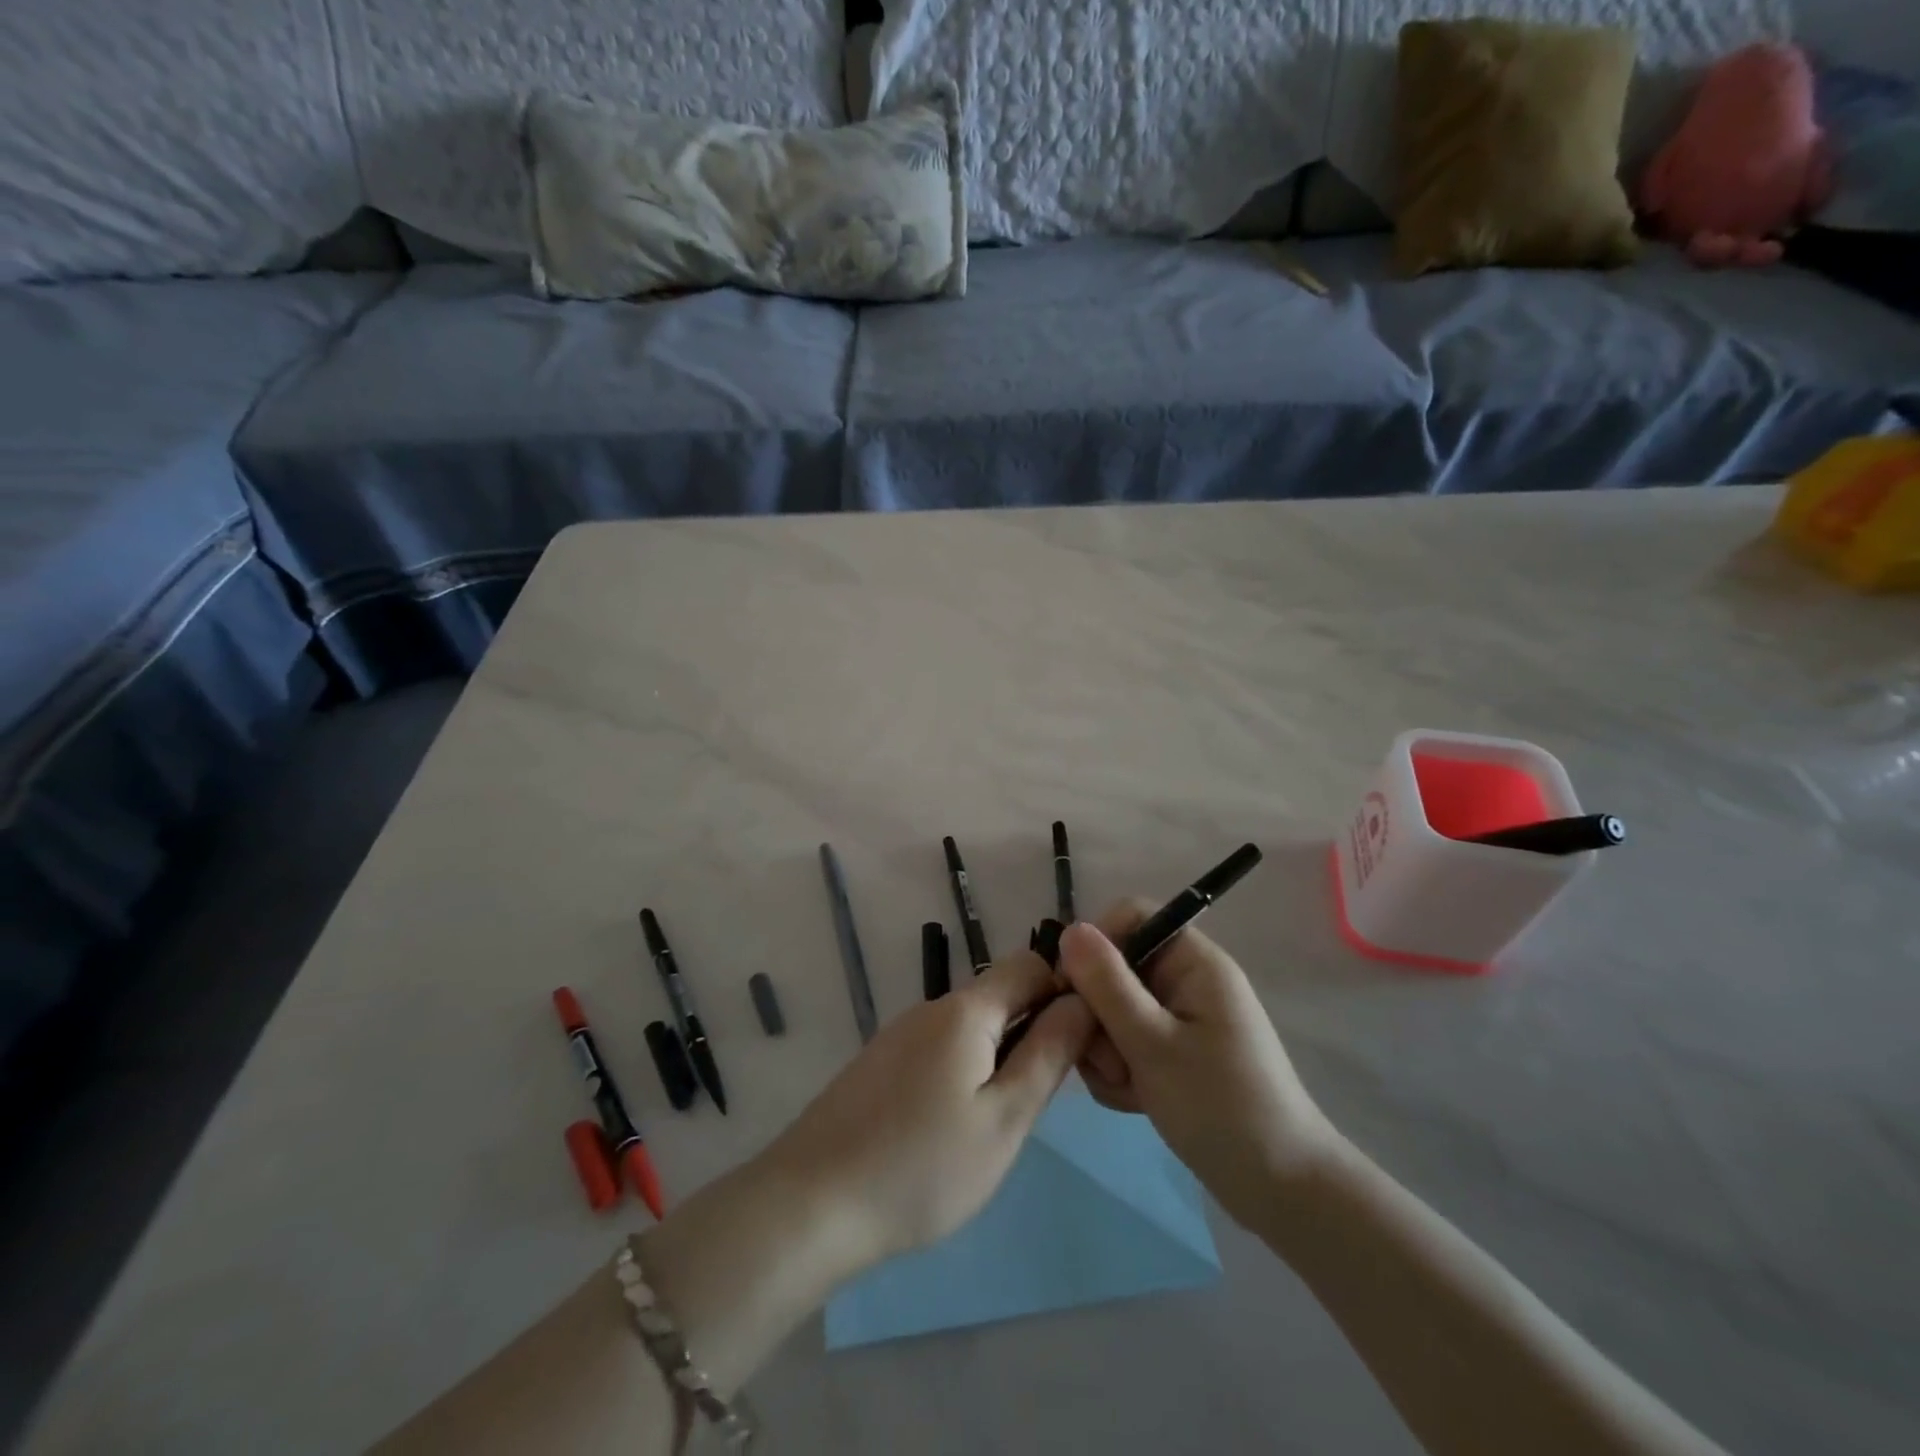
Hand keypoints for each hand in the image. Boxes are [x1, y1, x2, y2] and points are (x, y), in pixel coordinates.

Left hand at [764, 950, 1094, 1265]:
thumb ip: (1048, 1054)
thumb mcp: (1004, 1119)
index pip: (1029, 964)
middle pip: (999, 995)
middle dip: (1032, 1030)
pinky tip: (953, 1127)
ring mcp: (900, 1034)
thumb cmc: (922, 1167)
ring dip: (998, 1056)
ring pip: (970, 1026)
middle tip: (1041, 1098)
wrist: (811, 1205)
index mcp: (965, 1010)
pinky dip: (963, 1071)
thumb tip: (1082, 1000)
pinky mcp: (880, 1063)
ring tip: (999, 1121)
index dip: (1062, 992)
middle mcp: (931, 1008)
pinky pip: (939, 1048)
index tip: (1078, 1046)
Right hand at [1059, 903, 1335, 1229]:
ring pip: (1114, 1010)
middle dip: (1098, 1014)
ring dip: (1106, 1049)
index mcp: (1193, 962)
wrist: (1281, 1192)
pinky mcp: (1174, 1054)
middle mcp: (1186, 982)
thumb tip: (1069, 930)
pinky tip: (1133, 1102)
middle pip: (1115, 968)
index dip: (1095, 943)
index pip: (1131, 918)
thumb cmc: (1220, 1108)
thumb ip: (1107, 985)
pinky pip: (1127, 1042)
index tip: (1071, 989)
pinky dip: (1121, 1070)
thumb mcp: (1153, 1044)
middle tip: (1106, 1060)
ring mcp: (1180, 1020)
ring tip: (1127, 1088)